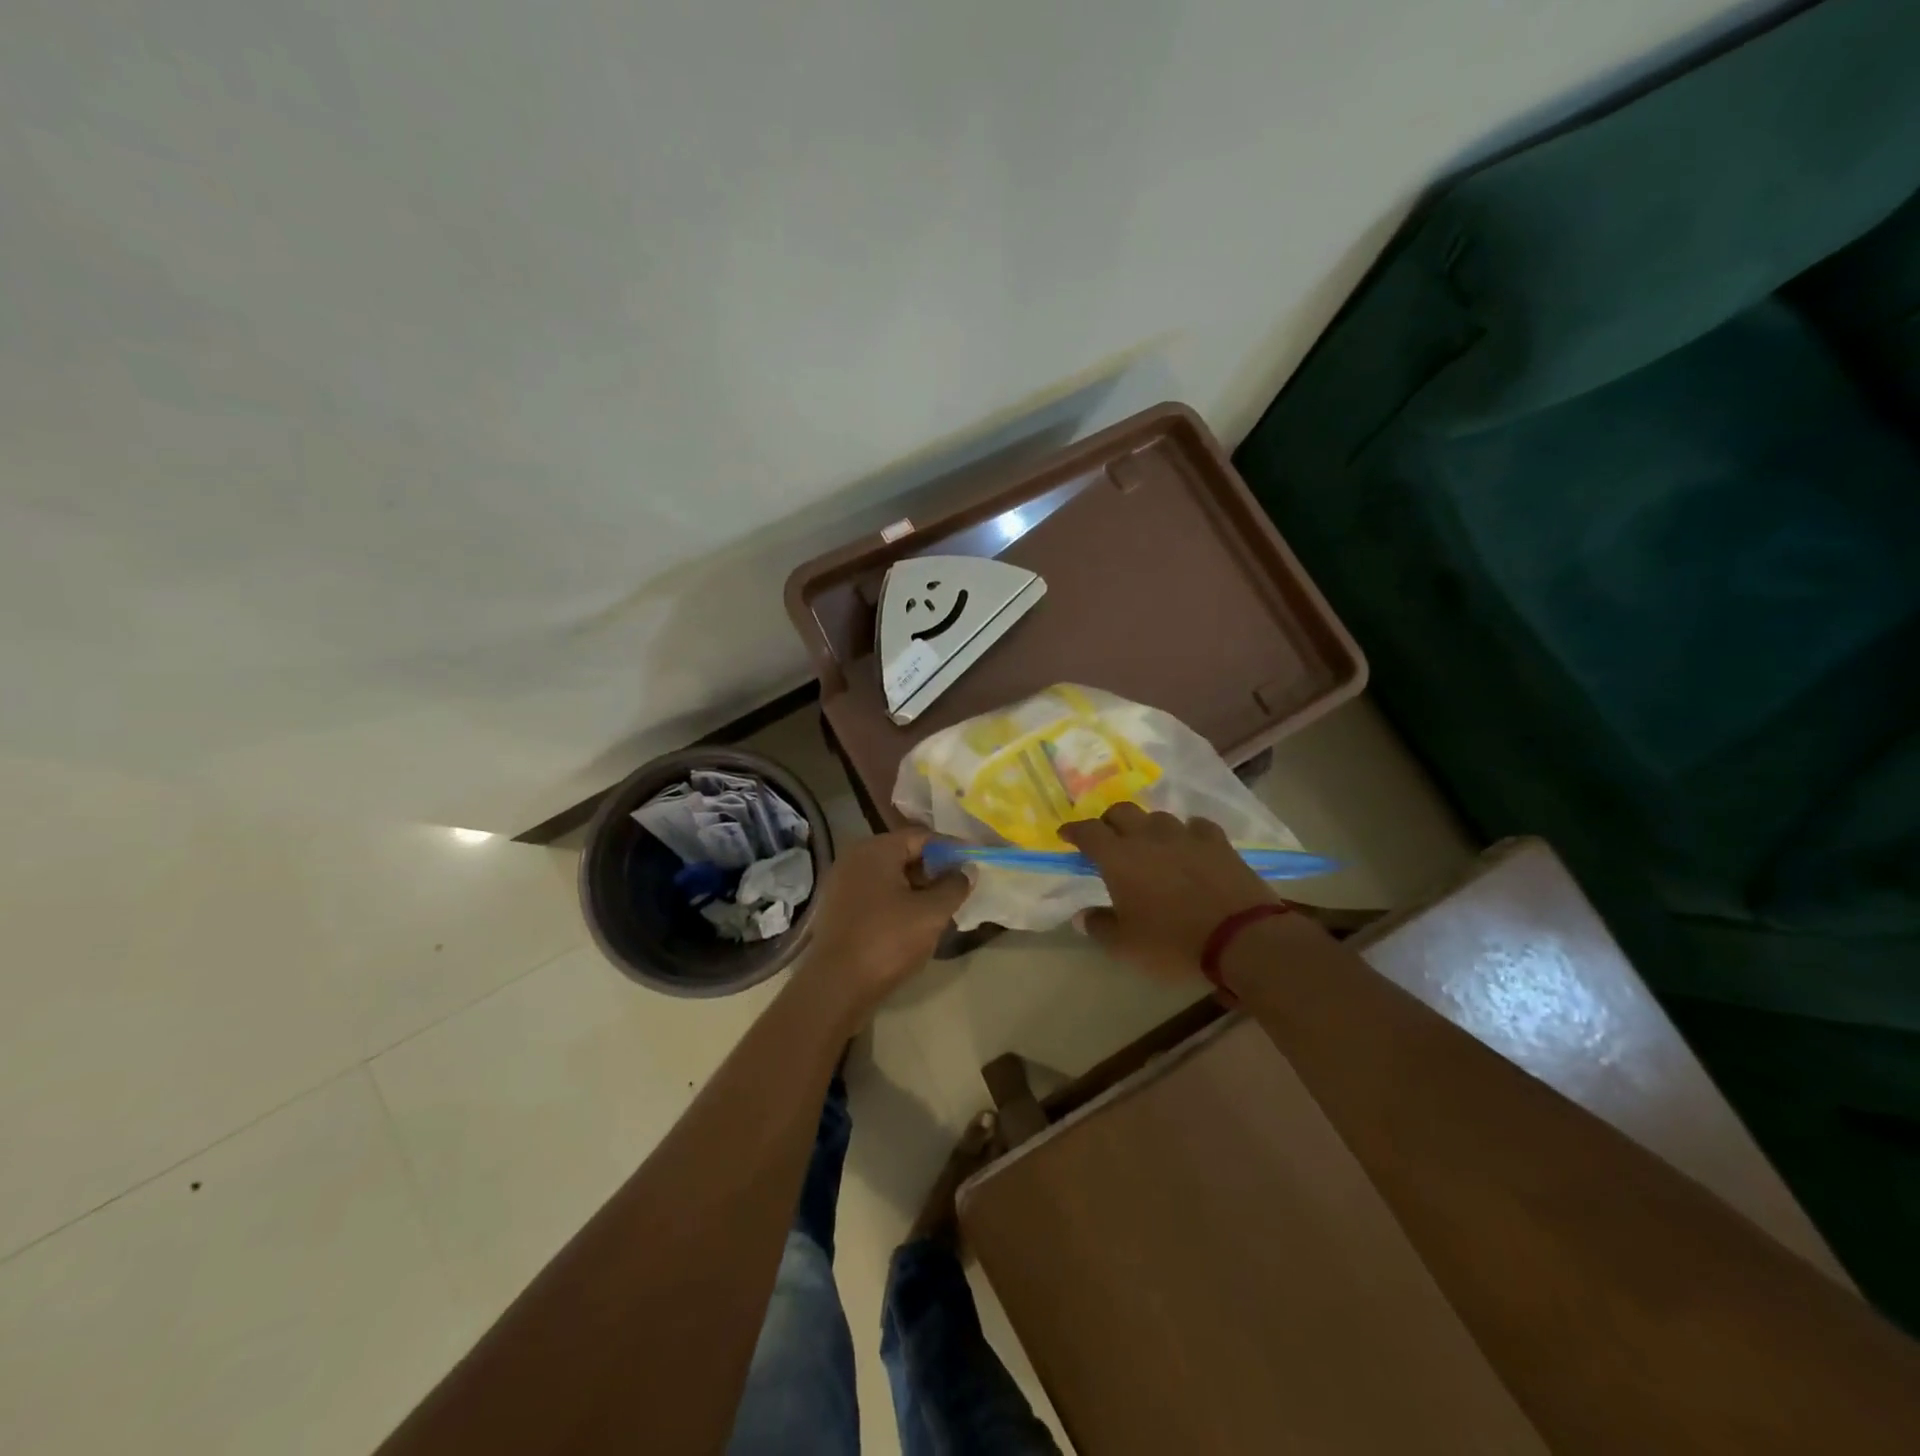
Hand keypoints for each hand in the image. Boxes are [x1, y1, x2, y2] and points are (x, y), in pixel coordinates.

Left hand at [795, 829, 968, 1021]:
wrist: (837, 987)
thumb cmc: (887, 941)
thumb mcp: (931, 913)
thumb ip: (954, 886)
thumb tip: (966, 870)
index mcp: (875, 849)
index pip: (921, 836)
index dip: (951, 849)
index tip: (973, 864)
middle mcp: (854, 857)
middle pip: (903, 853)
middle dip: (933, 869)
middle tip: (958, 887)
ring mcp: (842, 883)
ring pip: (889, 875)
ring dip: (916, 887)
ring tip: (940, 907)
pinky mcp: (838, 907)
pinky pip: (875, 893)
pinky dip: (896, 900)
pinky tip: (913, 921)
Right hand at [1061, 805, 1276, 981]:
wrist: (1241, 938)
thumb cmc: (1172, 943)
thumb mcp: (1126, 946)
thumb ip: (1099, 926)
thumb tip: (1081, 916)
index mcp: (1119, 858)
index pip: (1088, 832)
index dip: (1074, 831)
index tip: (1066, 835)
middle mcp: (1148, 837)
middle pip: (1122, 812)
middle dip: (1109, 821)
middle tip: (1107, 838)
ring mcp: (1185, 835)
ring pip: (1158, 818)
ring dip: (1147, 827)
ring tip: (1149, 844)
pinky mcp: (1217, 842)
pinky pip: (1196, 826)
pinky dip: (1187, 833)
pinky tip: (1189, 845)